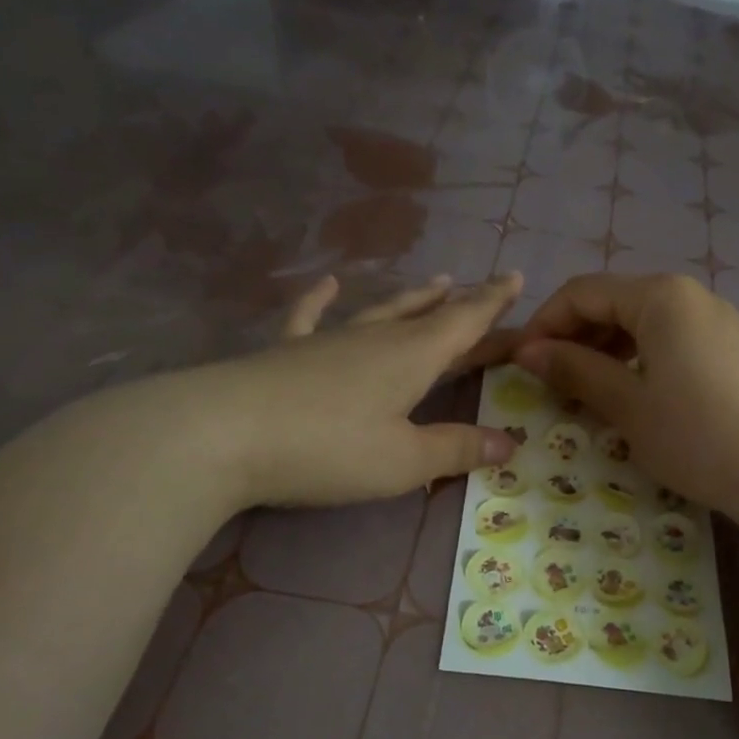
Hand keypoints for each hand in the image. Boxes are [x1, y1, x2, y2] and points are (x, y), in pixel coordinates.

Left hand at [224, 271, 524, 506]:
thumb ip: (456, 449)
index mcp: (412, 358)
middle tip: (482, 289)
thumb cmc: (328, 449)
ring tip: (435, 282)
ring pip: (381, 311)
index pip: (465, 322)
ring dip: (411, 298)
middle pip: (428, 316)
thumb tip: (508, 444)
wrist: (222, 434)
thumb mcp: (403, 461)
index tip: (516, 276)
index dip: (493, 302)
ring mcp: (328, 340)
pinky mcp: (286, 352)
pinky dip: (320, 300)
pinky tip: (324, 284)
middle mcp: (376, 338)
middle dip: (460, 304)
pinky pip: (309, 317)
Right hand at [513, 273, 738, 523]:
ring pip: (644, 323)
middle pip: (614, 302)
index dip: (544, 324)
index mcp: (660, 296)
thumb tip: (529, 351)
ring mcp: (717, 321)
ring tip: (585, 390)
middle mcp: (690, 295)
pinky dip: (640, 359)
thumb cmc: (698, 436)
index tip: (520, 364)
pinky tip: (633, 393)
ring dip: (606, 350)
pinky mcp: (733, 348)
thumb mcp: (628, 405)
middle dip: (575, 336)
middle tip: (549, 381)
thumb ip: (576, 370)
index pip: (582, 293)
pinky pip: (672, 340)